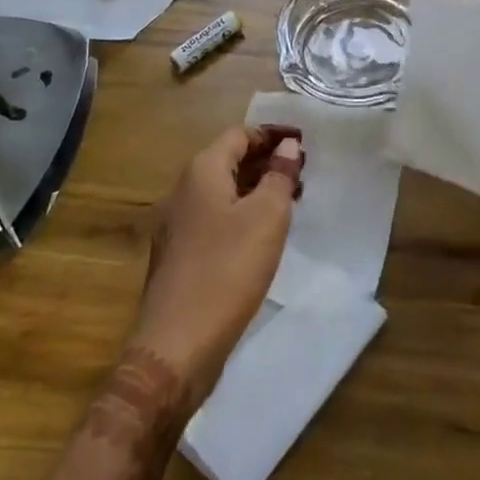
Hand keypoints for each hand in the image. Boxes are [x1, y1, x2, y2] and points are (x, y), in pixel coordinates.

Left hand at [127, 126, 303, 402]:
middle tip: (303, 172)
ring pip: (222, 191)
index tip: (304, 142)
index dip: (272, 133)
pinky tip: (262, 234)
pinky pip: (214, 217)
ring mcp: (176, 224)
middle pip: (229, 159)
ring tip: (290, 201)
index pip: (239, 134)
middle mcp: (183, 190)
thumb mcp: (266, 217)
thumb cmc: (227, 270)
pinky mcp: (178, 254)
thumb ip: (279, 175)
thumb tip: (288, 146)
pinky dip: (241, 213)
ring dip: (256, 188)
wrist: (176, 346)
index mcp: (201, 171)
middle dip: (266, 160)